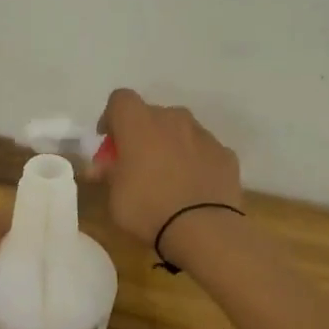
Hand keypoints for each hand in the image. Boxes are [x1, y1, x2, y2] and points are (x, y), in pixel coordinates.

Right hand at [93, 89, 243, 245]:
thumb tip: (102, 166)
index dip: (111, 118)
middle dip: (141, 134)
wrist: (203, 229)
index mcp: (139, 124)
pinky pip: (203, 150)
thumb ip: (108, 173)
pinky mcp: (225, 154)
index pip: (120, 99)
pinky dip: (195, 161)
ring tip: (167, 176)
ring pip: (180, 130)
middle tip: (136, 163)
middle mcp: (173, 119)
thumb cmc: (147, 208)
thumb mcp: (114, 196)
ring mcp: (203, 135)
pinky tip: (192, 186)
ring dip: (170, 144)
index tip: (109, 144)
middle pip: (152, 114)